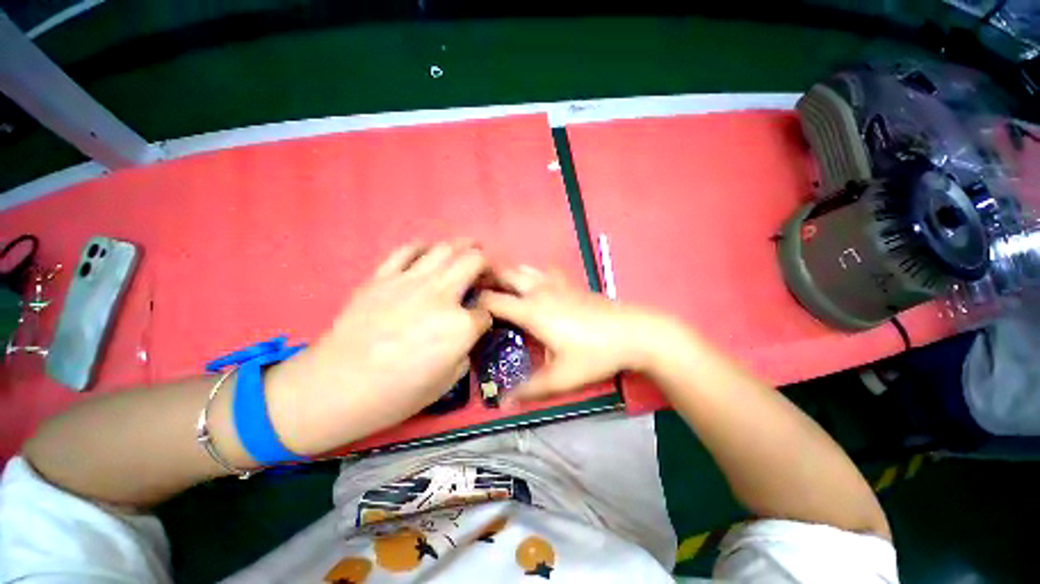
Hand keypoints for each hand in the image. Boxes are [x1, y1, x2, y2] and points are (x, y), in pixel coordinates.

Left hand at [266, 241, 491, 454]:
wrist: (336, 388)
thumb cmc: (396, 394)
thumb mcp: (447, 381)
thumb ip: (465, 350)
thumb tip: (467, 334)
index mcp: (460, 326)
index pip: (487, 310)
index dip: (488, 313)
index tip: (483, 317)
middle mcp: (441, 296)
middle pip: (474, 262)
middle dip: (487, 265)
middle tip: (486, 271)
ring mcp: (410, 282)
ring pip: (445, 248)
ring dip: (463, 246)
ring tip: (468, 248)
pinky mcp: (383, 277)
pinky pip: (408, 250)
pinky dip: (424, 248)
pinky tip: (428, 254)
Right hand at [478, 266, 678, 401]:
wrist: (634, 332)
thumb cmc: (595, 354)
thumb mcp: (562, 377)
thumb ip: (531, 390)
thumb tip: (504, 403)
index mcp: (531, 310)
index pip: (493, 299)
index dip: (476, 303)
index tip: (465, 310)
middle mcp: (539, 290)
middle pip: (505, 273)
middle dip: (486, 277)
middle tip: (475, 290)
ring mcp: (556, 283)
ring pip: (524, 267)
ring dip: (508, 273)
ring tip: (499, 286)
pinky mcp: (570, 283)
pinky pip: (543, 271)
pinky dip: (531, 274)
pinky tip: (534, 286)